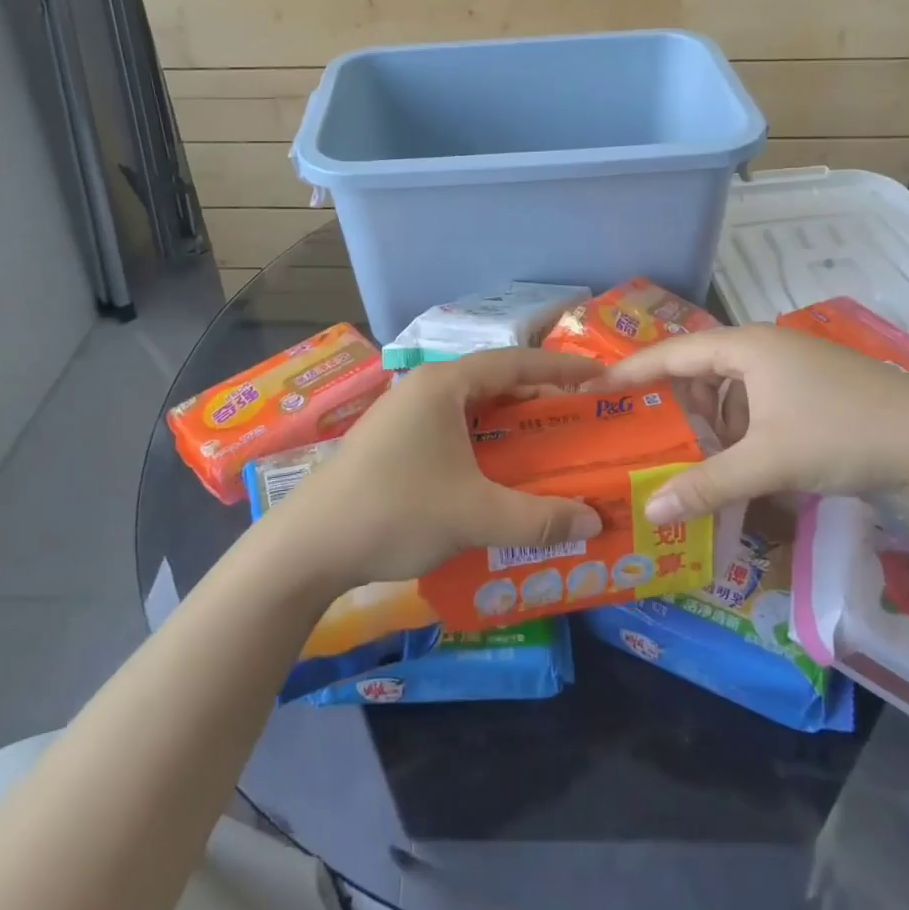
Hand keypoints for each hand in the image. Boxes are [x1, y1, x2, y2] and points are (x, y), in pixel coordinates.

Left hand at [263, 348, 606, 590]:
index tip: (600, 379)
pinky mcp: (393, 442)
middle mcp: (425, 389)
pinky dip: (483, 445)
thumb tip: (593, 519)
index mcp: (445, 385)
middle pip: (494, 383)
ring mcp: (404, 414)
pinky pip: (452, 432)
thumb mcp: (473, 515)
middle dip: (538, 400)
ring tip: (547, 448)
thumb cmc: (394, 511)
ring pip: (472, 410)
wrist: (308, 546)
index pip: (515, 363)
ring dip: (509, 426)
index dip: (561, 370)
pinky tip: (497, 475)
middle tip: (579, 420)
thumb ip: (538, 518)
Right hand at [600, 324, 908, 524]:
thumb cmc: (841, 433)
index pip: (670, 353)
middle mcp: (763, 347)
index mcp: (744, 347)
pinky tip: (744, 464)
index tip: (595, 389)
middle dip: (675, 405)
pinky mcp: (812, 388)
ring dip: (711, 423)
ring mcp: (791, 366)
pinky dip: (742, 430)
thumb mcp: (768, 461)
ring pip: (731, 390)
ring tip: (695, 459)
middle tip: (646, 436)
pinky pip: (757, 403)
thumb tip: (651, 509)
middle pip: (700, 370)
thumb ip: (707, 484)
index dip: (631, 372)